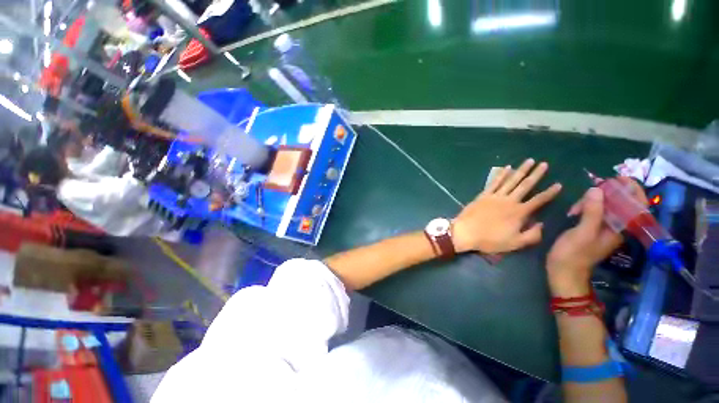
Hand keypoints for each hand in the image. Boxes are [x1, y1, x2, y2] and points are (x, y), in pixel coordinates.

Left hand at [452, 159, 561, 253]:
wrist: (466, 232)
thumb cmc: (490, 240)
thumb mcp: (515, 243)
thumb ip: (532, 235)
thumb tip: (543, 225)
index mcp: (519, 212)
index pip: (539, 200)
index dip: (550, 193)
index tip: (559, 184)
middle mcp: (509, 201)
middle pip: (526, 185)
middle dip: (536, 174)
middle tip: (544, 164)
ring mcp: (495, 196)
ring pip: (511, 180)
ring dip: (521, 170)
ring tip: (529, 161)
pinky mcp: (483, 195)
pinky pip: (494, 182)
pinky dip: (501, 175)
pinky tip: (507, 168)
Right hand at [546, 177, 646, 296]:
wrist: (563, 271)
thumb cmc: (574, 254)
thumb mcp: (582, 233)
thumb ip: (592, 212)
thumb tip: (597, 189)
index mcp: (620, 229)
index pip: (636, 205)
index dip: (631, 190)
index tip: (617, 178)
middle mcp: (616, 227)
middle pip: (620, 203)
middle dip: (604, 195)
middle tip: (588, 192)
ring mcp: (604, 228)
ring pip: (605, 206)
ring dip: (591, 202)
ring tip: (574, 208)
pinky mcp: (592, 229)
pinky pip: (595, 212)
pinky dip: (585, 207)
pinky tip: (573, 211)